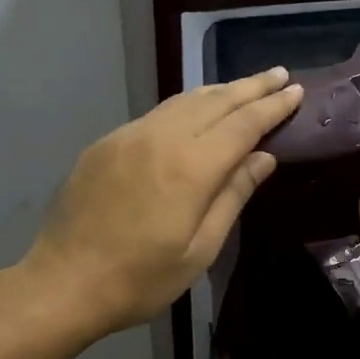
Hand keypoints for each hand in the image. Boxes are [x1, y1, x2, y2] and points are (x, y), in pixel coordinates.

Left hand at [24, 68, 303, 338]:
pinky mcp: (107, 143)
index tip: (297, 91)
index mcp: (190, 168)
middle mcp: (161, 138)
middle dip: (252, 86)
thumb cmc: (141, 279)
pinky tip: (197, 110)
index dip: (272, 106)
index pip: (243, 124)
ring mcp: (129, 136)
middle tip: (280, 74)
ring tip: (246, 86)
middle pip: (216, 101)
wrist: (62, 283)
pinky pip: (158, 114)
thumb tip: (264, 157)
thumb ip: (233, 196)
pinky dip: (187, 105)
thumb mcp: (201, 249)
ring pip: (184, 101)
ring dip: (220, 90)